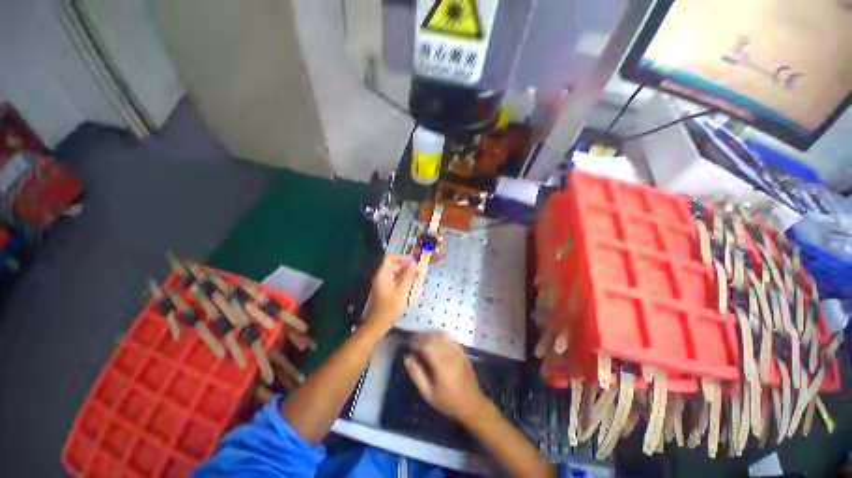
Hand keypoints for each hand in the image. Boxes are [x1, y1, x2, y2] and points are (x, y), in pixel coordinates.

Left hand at [365, 254, 415, 330]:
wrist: (378, 323)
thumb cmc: (390, 307)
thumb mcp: (402, 290)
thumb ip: (408, 276)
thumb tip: (414, 264)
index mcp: (382, 275)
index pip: (389, 258)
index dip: (401, 257)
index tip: (411, 261)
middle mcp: (380, 277)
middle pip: (391, 265)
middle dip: (404, 265)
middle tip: (416, 269)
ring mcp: (382, 283)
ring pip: (393, 272)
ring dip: (404, 272)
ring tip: (415, 275)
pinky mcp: (384, 289)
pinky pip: (393, 279)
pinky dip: (401, 279)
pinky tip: (410, 283)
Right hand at [404, 331, 487, 422]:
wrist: (472, 405)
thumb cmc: (448, 402)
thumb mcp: (429, 394)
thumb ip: (417, 375)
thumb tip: (407, 359)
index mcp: (441, 365)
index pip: (426, 346)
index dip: (416, 344)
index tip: (410, 349)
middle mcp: (450, 354)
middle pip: (433, 337)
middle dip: (422, 337)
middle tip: (414, 343)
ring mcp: (458, 351)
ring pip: (442, 335)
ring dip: (431, 334)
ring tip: (423, 340)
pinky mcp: (462, 351)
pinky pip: (450, 338)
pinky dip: (441, 335)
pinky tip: (436, 341)